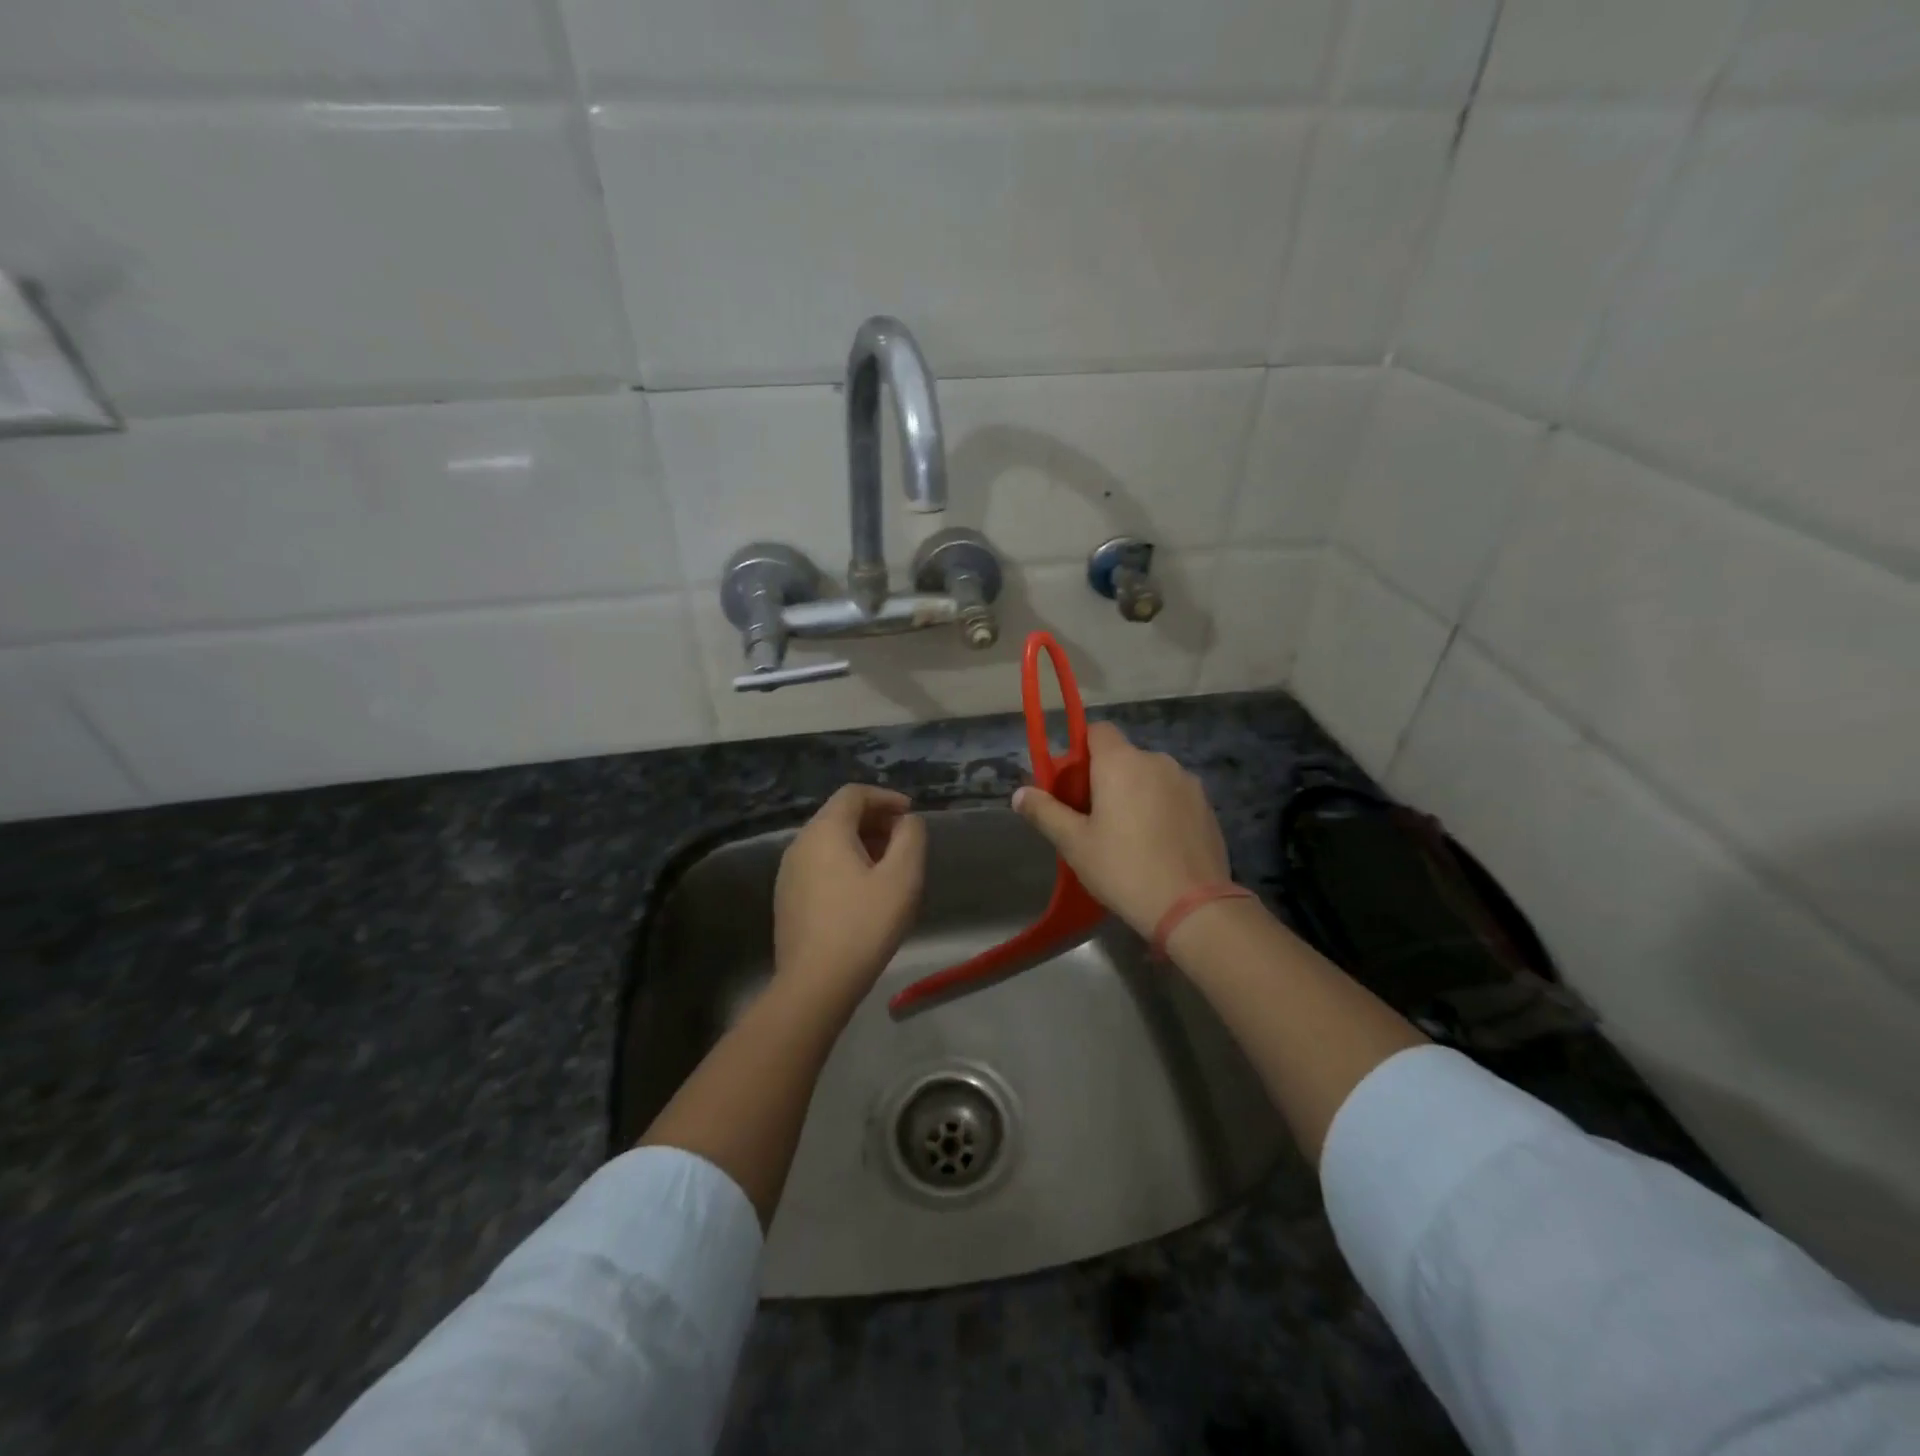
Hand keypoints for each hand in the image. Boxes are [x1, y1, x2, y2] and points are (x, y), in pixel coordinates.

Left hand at [773, 785, 926, 1013]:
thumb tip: (907, 821)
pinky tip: (864, 893)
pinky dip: (844, 864)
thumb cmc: (863, 925)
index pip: (854, 794)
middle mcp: (800, 843)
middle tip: (904, 842)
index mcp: (825, 830)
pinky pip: (819, 866)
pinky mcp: (787, 898)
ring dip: (861, 844)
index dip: (886, 797)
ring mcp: (788, 872)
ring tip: (889, 868)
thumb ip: (911, 837)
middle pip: (839, 816)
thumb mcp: (902, 877)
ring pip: (829, 842)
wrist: (814, 984)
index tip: (911, 814)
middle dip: (875, 821)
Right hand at [1013, 722, 1229, 937]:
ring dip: (1136, 793)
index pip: (1097, 731)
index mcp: (1121, 762)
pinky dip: (1161, 809)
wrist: (1191, 906)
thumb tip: (1020, 794)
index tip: (1073, 785)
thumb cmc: (1123, 868)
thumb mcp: (1074, 843)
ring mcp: (1187, 782)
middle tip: (1094, 819)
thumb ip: (1045, 812)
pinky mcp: (1206, 806)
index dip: (1081, 751)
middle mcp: (1157, 760)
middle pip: (1123, 756)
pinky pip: (1173, 796)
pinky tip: (1157, 845)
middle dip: (1107, 778)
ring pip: (1150, 777)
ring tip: (1129, 836)